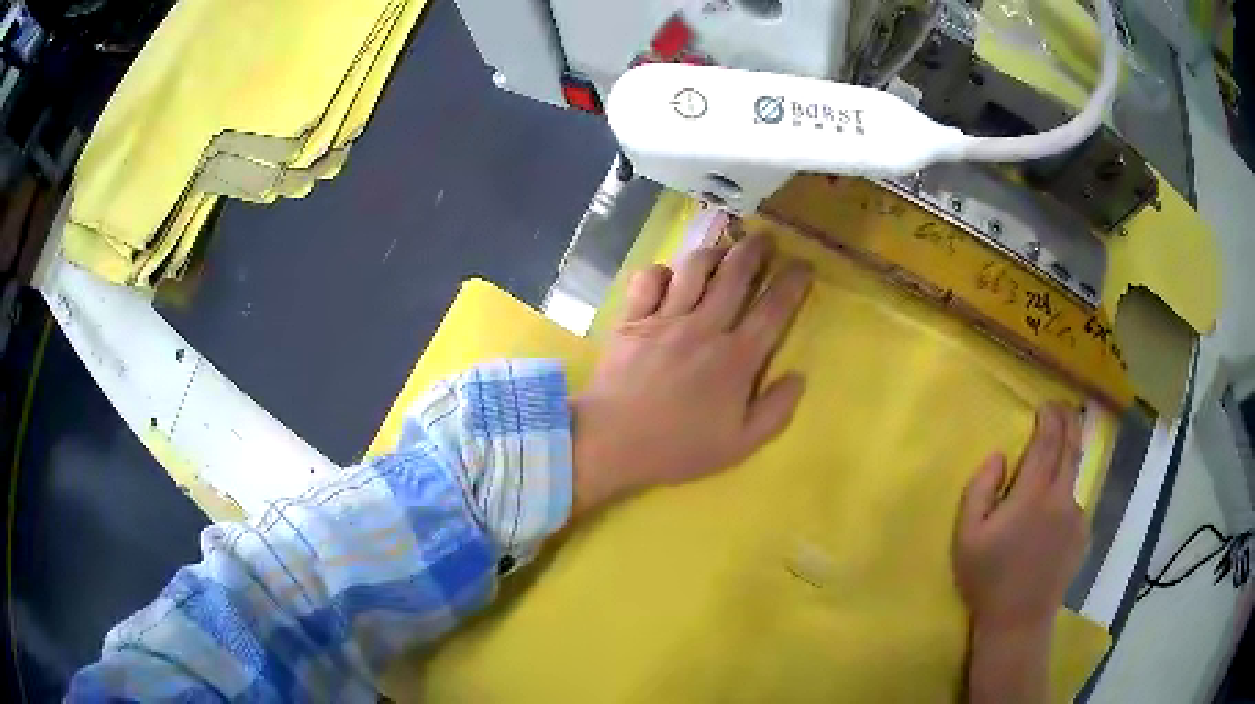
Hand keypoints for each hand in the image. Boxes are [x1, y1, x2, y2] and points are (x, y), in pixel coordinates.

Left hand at [570, 234, 811, 516]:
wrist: (611, 441)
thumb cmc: (677, 447)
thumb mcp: (739, 444)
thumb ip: (775, 411)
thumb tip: (799, 376)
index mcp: (735, 358)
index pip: (773, 310)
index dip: (792, 283)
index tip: (804, 265)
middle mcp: (704, 327)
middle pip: (735, 275)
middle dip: (755, 249)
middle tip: (766, 237)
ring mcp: (665, 318)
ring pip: (694, 269)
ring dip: (714, 252)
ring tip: (723, 249)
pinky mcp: (632, 319)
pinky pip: (648, 279)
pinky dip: (661, 271)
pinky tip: (669, 275)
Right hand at [954, 403, 1088, 635]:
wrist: (1018, 620)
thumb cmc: (987, 579)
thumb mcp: (966, 536)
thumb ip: (979, 489)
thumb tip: (998, 456)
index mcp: (1033, 495)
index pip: (1048, 442)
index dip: (1049, 418)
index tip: (1046, 404)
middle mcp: (1062, 498)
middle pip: (1071, 448)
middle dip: (1069, 422)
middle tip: (1064, 407)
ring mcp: (1077, 517)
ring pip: (1074, 478)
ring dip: (1067, 461)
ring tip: (1056, 463)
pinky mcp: (1083, 536)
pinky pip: (1074, 506)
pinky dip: (1065, 499)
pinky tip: (1051, 520)